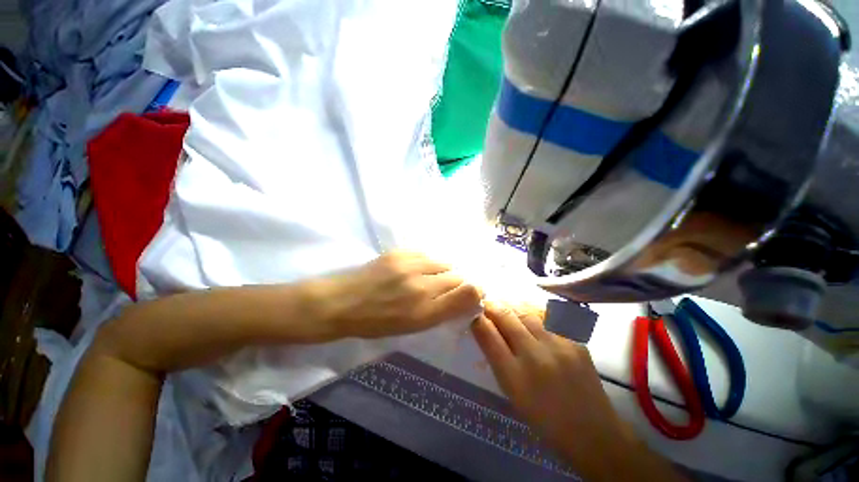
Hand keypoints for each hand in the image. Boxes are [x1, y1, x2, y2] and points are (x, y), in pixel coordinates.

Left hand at [312, 251, 482, 338]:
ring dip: (442, 271)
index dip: (475, 292)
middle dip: (457, 283)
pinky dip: (427, 262)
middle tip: (444, 289)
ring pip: (444, 263)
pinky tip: (416, 269)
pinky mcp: (400, 252)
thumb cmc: (377, 322)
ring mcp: (410, 265)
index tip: (472, 294)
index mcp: (426, 312)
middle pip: (458, 276)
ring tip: (429, 278)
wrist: (343, 302)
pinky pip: (426, 254)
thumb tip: (466, 295)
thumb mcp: (413, 327)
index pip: (467, 293)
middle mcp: (422, 286)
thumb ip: (442, 310)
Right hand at [471, 303, 681, 481]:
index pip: (487, 335)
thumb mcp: (512, 393)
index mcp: (514, 377)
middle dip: (492, 305)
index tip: (473, 312)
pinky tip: (529, 312)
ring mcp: (559, 346)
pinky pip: (549, 316)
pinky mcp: (576, 341)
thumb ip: (496, 358)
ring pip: (526, 311)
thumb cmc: (544, 418)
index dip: (477, 319)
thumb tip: (484, 328)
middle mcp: (535, 357)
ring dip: (511, 305)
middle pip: (506, 317)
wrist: (593, 432)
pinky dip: (534, 310)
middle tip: (487, 302)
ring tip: (506, 304)